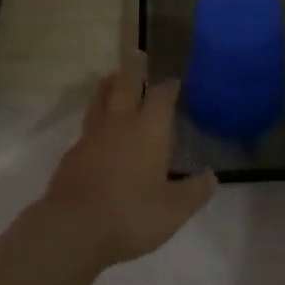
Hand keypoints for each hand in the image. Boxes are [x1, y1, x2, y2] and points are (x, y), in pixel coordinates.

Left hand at [42, 56, 218, 265]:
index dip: (169, 86)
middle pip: (126, 84)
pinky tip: (98, 129)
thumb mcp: (174, 210)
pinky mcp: (72, 153)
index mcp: (149, 129)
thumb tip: (212, 176)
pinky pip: (88, 124)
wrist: (74, 230)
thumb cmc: (131, 215)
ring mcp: (92, 135)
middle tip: (138, 54)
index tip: (174, 81)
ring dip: (109, 84)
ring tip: (113, 76)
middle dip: (134, 68)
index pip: (162, 96)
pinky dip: (96, 116)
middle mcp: (121, 123)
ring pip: (101, 98)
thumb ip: (195, 191)